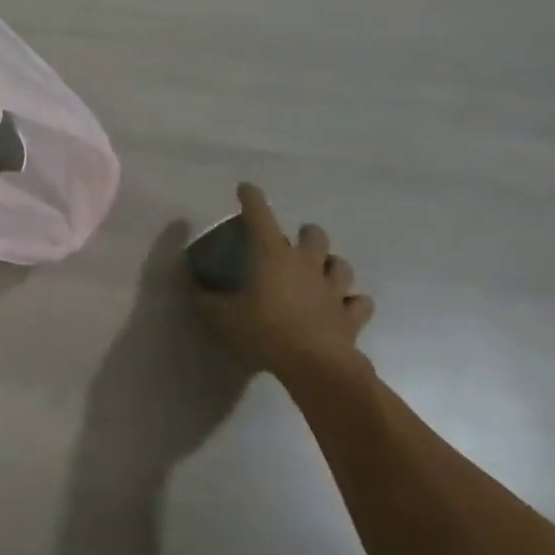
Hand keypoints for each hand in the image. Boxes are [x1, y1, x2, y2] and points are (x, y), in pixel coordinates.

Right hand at [194, 183, 374, 394]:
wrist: (315, 366)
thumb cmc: (265, 331)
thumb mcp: (222, 318)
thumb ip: (206, 302)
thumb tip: (195, 292)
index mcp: (273, 256)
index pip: (260, 216)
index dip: (252, 198)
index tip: (246, 188)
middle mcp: (306, 264)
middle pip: (314, 236)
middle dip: (306, 234)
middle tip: (294, 244)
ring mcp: (333, 290)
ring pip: (341, 265)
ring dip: (331, 265)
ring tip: (322, 271)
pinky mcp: (351, 316)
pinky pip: (359, 303)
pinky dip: (353, 302)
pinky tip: (345, 306)